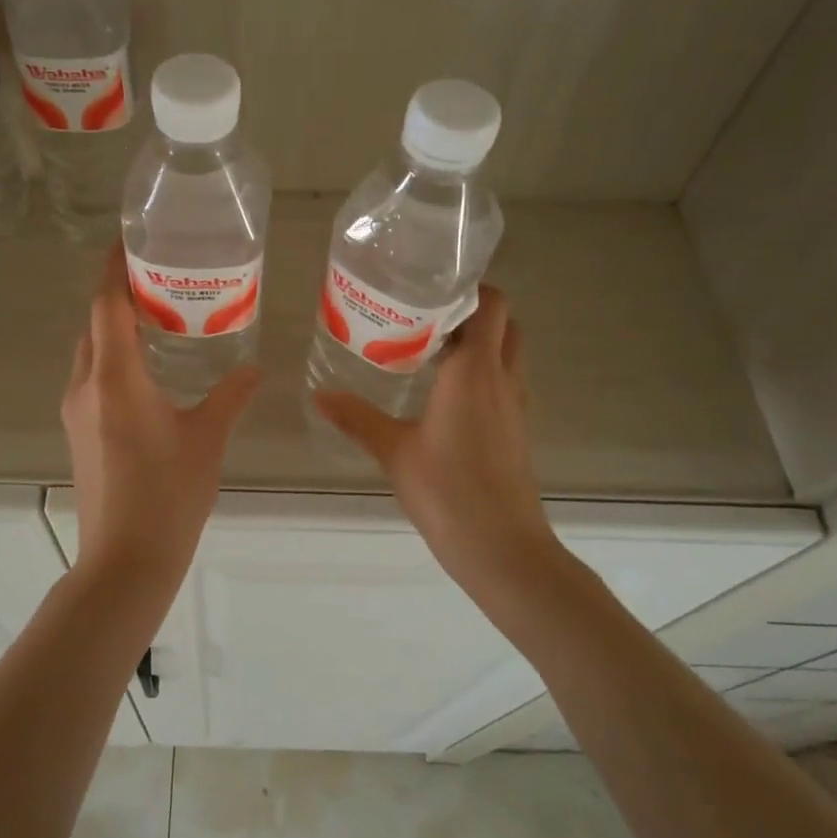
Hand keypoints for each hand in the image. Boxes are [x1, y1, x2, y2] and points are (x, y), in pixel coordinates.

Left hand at [61, 244, 260, 581]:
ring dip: (114, 327)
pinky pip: (92, 378)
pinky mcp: (79, 433)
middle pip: (94, 324)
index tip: (129, 240)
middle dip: (117, 294)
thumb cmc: (168, 495)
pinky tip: (147, 368)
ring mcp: (76, 412)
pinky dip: (113, 358)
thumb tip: (255, 368)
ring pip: (90, 352)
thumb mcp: (207, 439)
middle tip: (158, 276)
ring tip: (156, 316)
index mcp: (114, 378)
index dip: (114, 267)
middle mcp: (86, 386)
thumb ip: (231, 396)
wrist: (125, 562)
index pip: (106, 304)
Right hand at [314, 286, 555, 595]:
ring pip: (508, 355)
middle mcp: (503, 380)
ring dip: (480, 344)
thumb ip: (357, 418)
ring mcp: (516, 406)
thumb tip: (319, 394)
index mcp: (475, 371)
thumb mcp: (394, 451)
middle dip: (473, 313)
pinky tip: (444, 395)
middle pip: (504, 325)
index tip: (432, 288)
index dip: (470, 290)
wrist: (503, 549)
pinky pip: (504, 384)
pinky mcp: (517, 431)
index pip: (491, 306)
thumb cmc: (448, 491)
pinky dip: (482, 374)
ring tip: (429, 350)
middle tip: (427, 317)